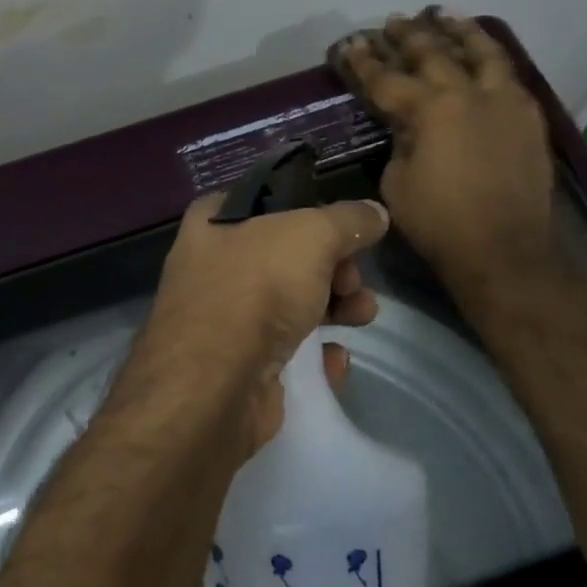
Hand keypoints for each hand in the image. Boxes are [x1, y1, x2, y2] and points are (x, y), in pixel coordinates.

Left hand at [134, 194, 389, 450]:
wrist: (215, 386)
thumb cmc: (255, 288)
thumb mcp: (311, 235)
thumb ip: (348, 221)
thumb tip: (374, 214)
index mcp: (213, 222)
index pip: (265, 200)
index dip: (308, 208)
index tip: (345, 226)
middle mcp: (212, 265)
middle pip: (286, 255)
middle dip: (333, 266)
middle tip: (353, 280)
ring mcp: (224, 318)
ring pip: (290, 303)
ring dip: (335, 307)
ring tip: (362, 316)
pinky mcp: (239, 366)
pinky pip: (287, 351)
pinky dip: (316, 353)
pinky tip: (336, 358)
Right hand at [331, 8, 553, 285]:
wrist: (503, 250)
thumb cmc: (438, 222)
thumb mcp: (396, 182)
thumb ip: (400, 142)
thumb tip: (408, 126)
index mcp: (430, 110)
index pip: (387, 78)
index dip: (364, 62)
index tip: (350, 44)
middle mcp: (469, 94)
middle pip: (433, 54)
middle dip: (408, 36)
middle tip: (393, 21)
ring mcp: (504, 102)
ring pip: (482, 52)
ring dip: (459, 30)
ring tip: (444, 13)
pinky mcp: (529, 117)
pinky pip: (509, 75)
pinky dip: (491, 57)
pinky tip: (484, 54)